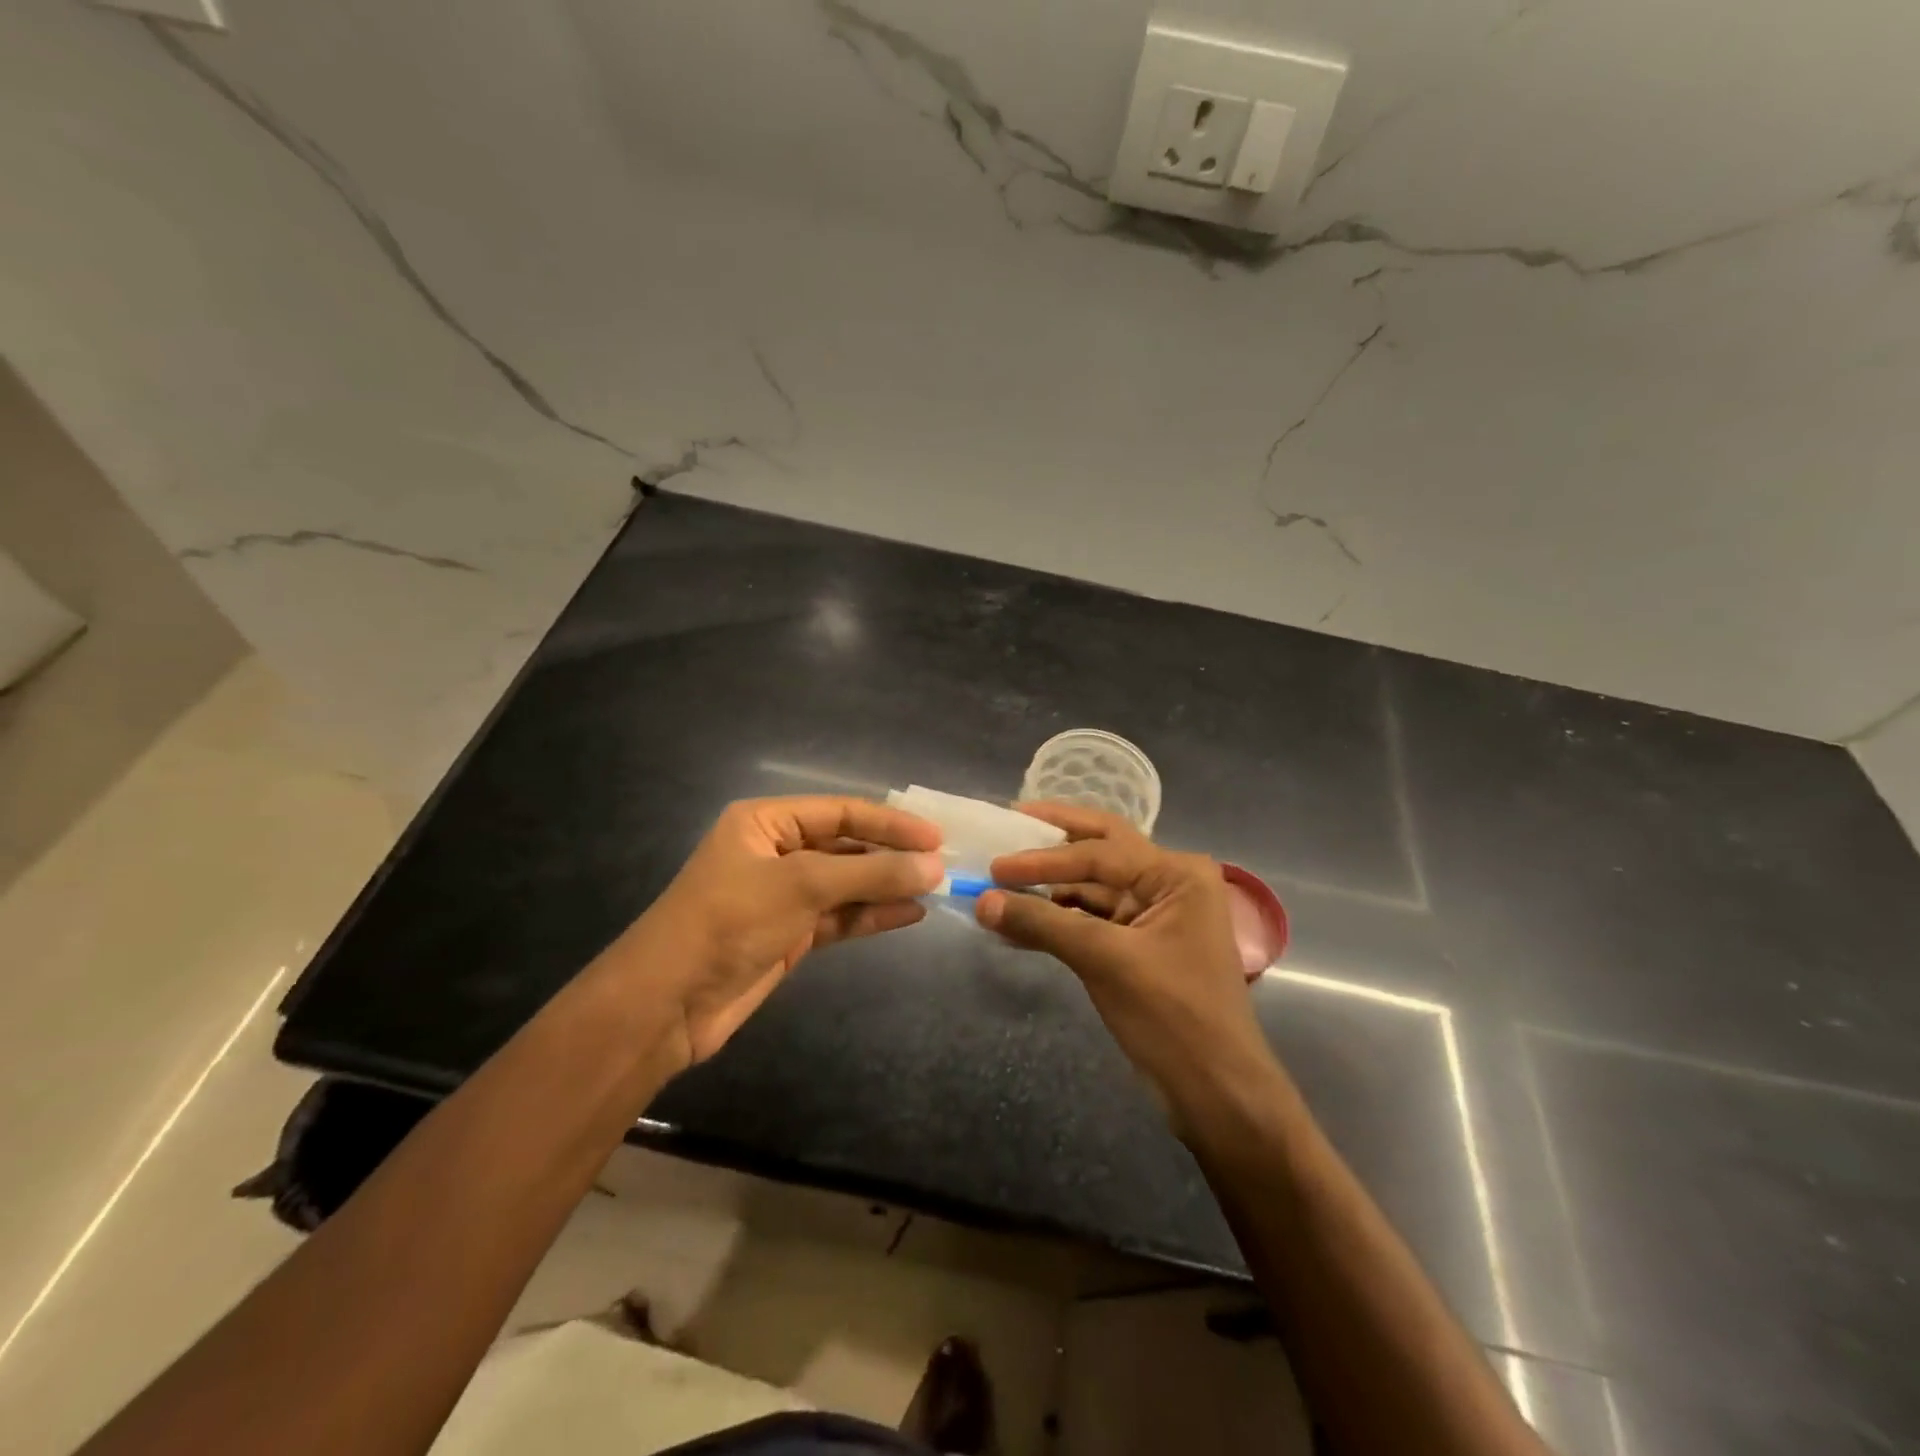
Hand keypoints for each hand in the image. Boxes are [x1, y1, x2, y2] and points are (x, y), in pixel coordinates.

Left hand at [624, 796, 942, 1068]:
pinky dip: (872, 915)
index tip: (936, 837)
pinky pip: (839, 917)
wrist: (667, 1004)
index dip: (890, 823)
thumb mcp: (802, 887)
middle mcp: (776, 852)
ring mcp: (783, 896)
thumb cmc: (729, 922)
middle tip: (943, 865)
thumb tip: (934, 866)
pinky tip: (910, 914)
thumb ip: (870, 875)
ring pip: (846, 884)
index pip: (841, 811)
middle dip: (891, 856)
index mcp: (766, 822)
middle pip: (845, 846)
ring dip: (887, 886)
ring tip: (935, 888)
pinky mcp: (789, 935)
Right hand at [974, 803, 1274, 1111]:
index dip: (1043, 857)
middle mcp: (1169, 883)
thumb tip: (982, 901)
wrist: (1217, 1093)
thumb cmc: (1172, 1016)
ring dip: (1050, 887)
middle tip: (1010, 820)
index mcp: (1177, 874)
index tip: (995, 865)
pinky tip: (1020, 922)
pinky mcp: (1139, 946)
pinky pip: (1092, 920)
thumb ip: (1043, 924)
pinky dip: (1058, 919)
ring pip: (1093, 887)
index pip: (1100, 851)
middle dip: (1055, 838)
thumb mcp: (1105, 961)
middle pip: (1102, 849)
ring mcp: (1155, 915)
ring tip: (1001, 880)